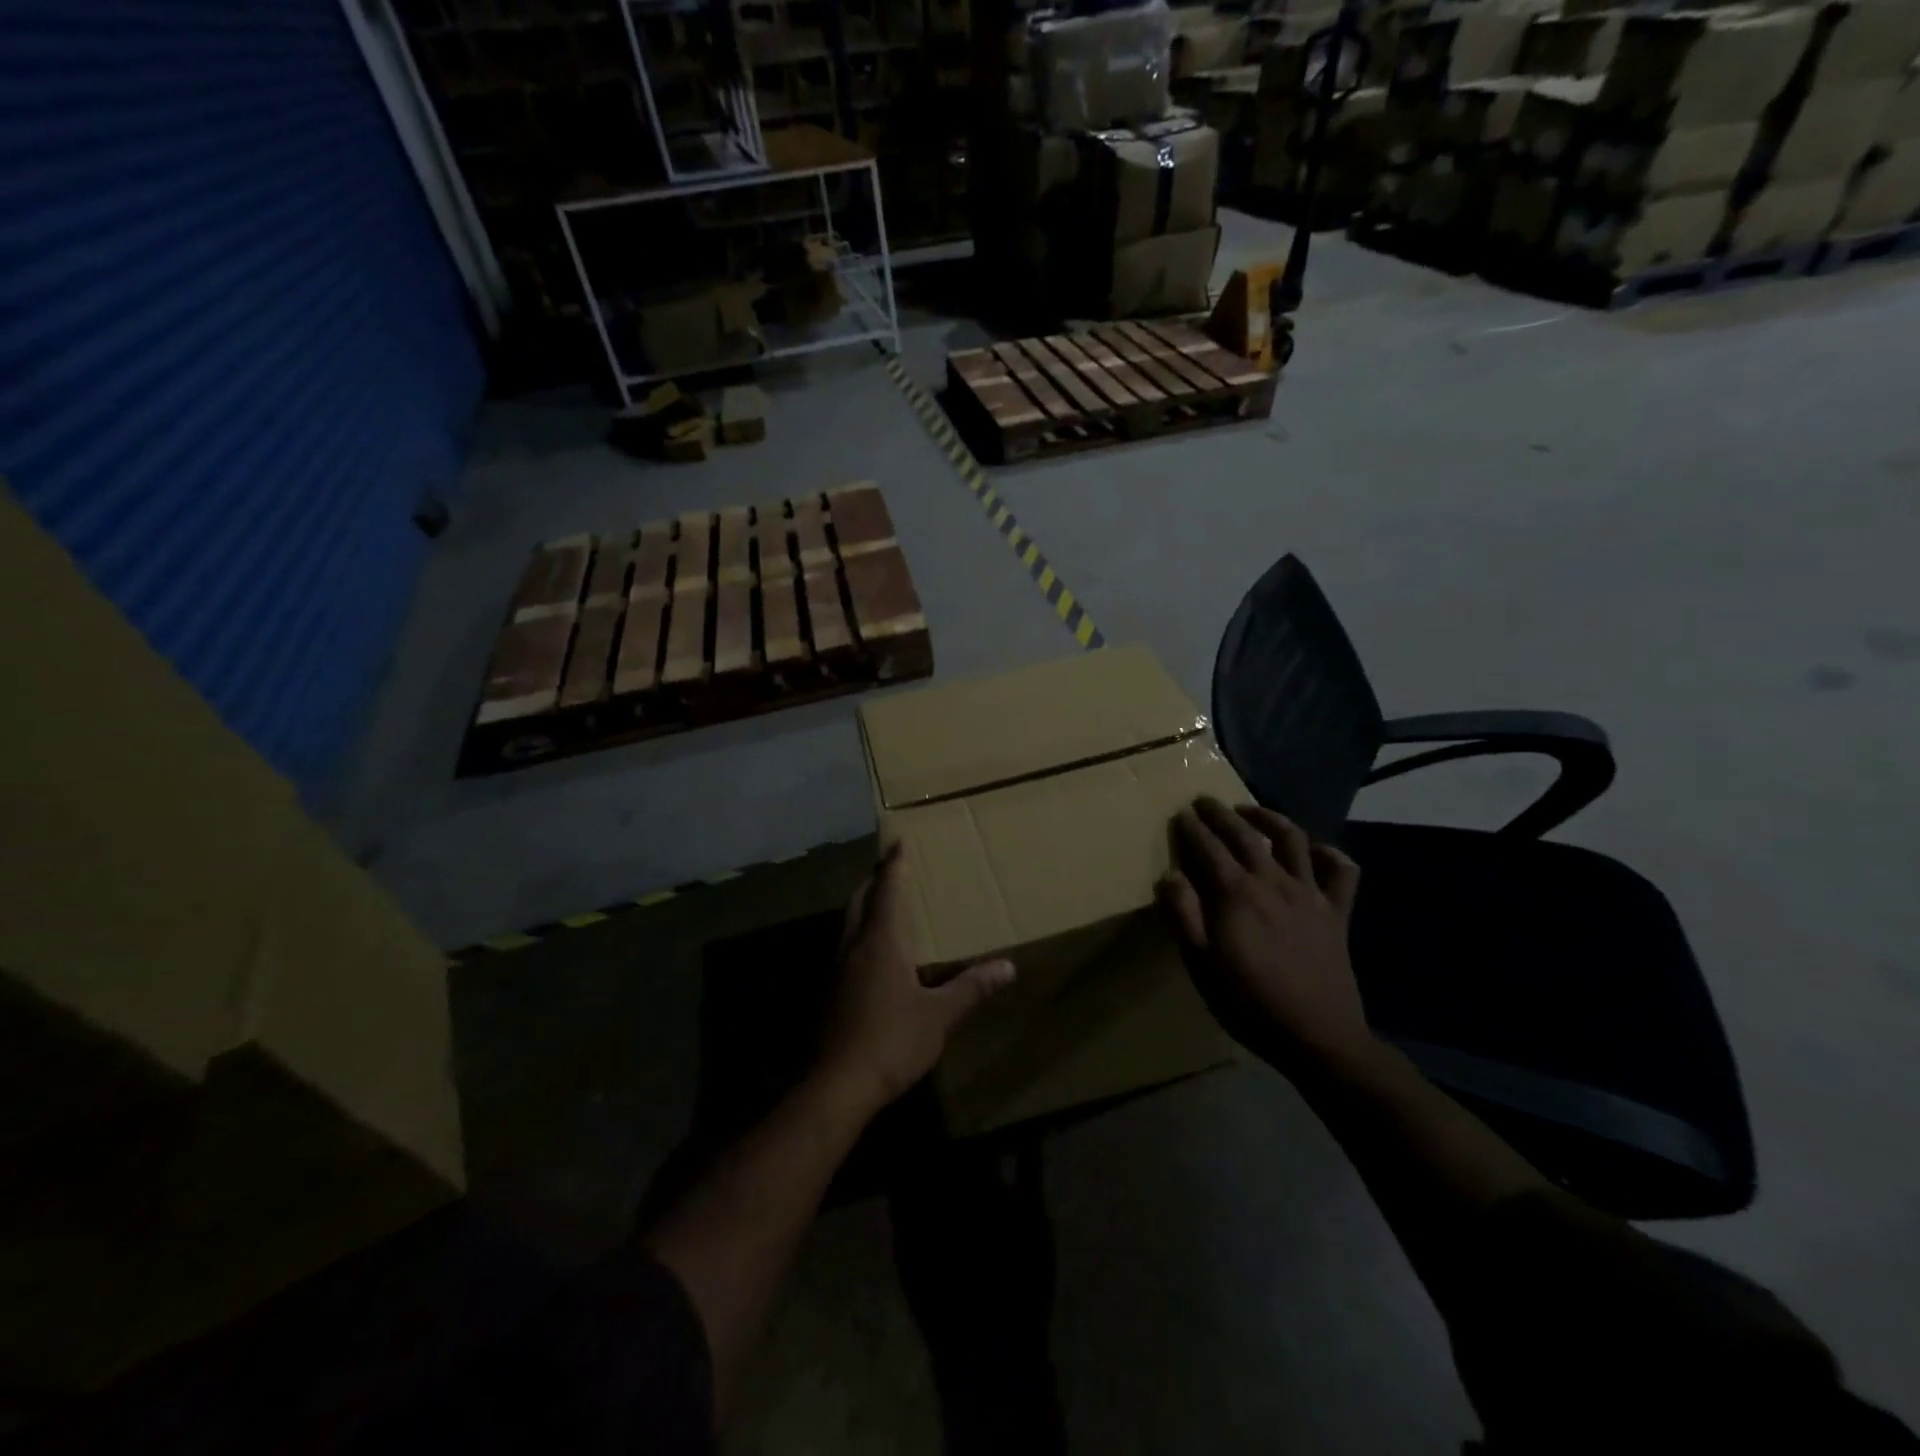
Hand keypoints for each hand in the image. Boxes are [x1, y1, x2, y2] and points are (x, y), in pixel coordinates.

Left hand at [816, 842, 1015, 1114]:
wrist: (836, 1085)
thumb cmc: (891, 1041)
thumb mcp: (940, 1016)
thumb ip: (972, 988)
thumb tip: (1008, 966)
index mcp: (880, 942)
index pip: (887, 891)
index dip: (894, 866)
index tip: (898, 842)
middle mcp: (854, 947)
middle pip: (860, 901)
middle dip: (875, 881)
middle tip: (891, 869)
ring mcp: (837, 970)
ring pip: (849, 924)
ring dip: (864, 906)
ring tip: (884, 904)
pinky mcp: (830, 992)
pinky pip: (846, 947)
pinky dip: (860, 933)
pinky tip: (874, 953)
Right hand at [1157, 798, 1371, 1075]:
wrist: (1317, 1037)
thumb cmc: (1248, 1002)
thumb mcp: (1200, 964)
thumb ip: (1183, 915)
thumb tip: (1170, 876)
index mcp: (1235, 894)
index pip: (1208, 848)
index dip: (1192, 829)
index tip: (1181, 814)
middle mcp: (1273, 882)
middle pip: (1245, 836)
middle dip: (1221, 814)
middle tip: (1205, 801)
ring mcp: (1309, 894)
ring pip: (1292, 840)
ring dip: (1269, 818)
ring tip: (1251, 810)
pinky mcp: (1337, 912)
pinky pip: (1341, 872)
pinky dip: (1329, 853)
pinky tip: (1315, 850)